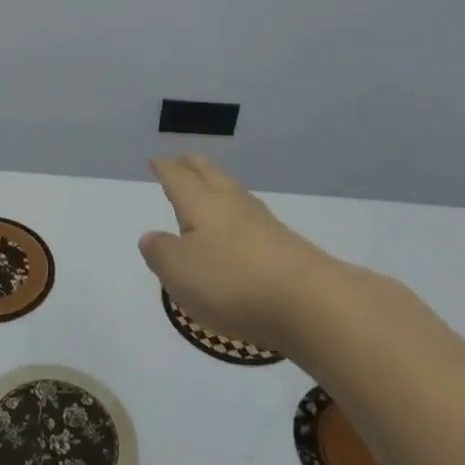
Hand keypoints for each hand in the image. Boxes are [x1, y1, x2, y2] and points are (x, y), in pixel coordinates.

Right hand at [140, 154, 399, 364]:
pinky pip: (252, 221)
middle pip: (210, 175)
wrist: (312, 304)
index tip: (156, 160)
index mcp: (201, 203)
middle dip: (193, 166)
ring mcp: (264, 224)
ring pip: (234, 194)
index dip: (165, 168)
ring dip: (217, 187)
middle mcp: (232, 204)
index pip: (178, 178)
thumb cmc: (233, 282)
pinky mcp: (287, 247)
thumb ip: (161, 252)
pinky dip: (237, 218)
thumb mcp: (179, 272)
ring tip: (208, 190)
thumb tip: (151, 237)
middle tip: (181, 160)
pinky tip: (238, 231)